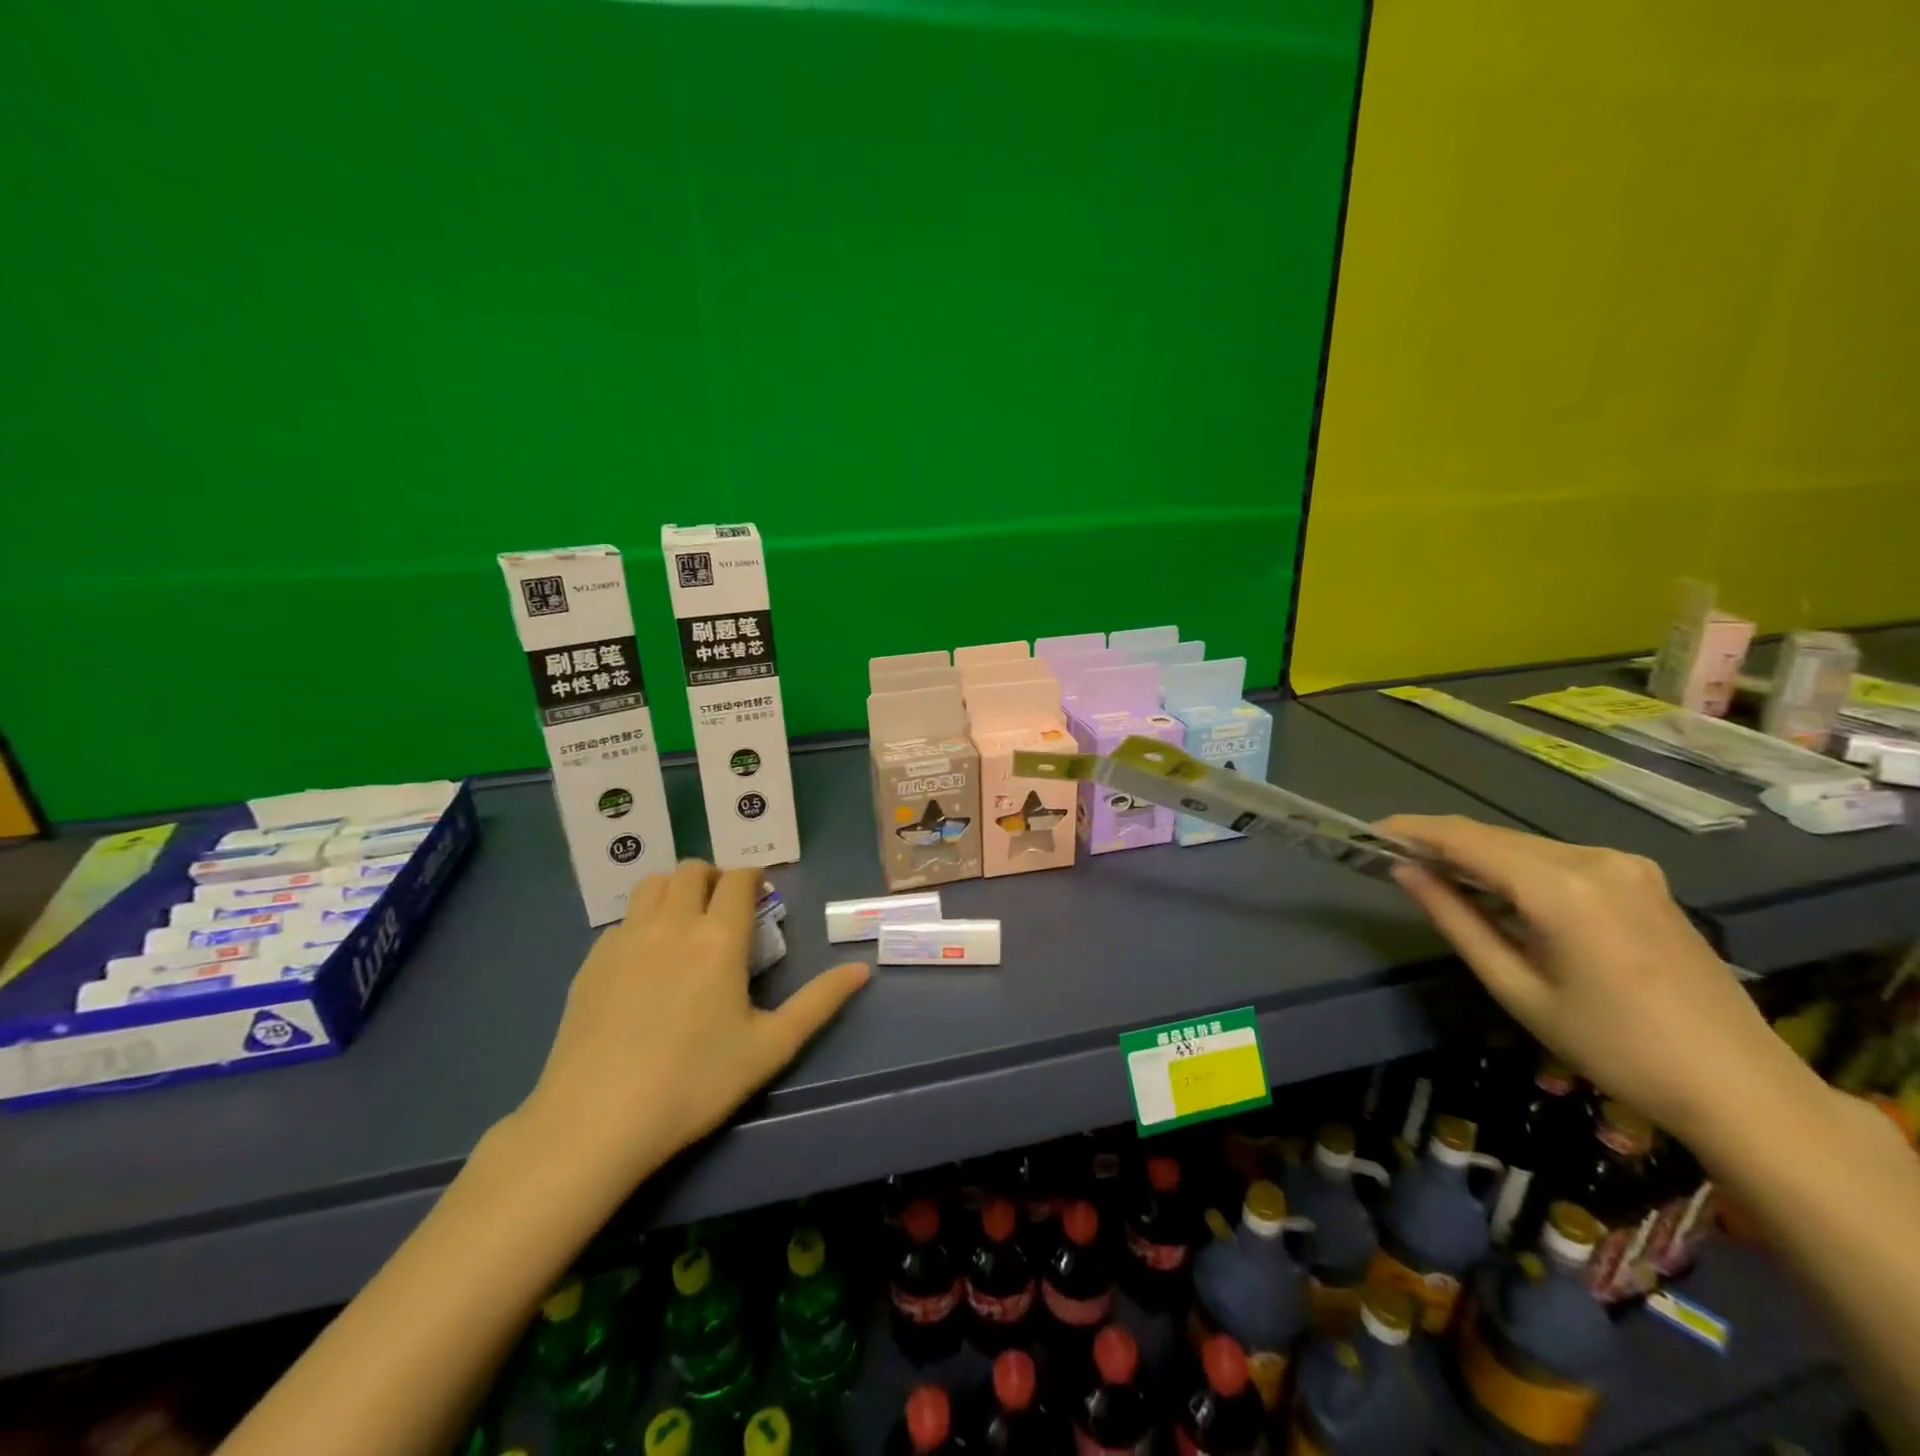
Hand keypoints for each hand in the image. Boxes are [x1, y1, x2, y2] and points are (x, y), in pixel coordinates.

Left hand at [515, 862, 867, 1197]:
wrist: (596, 1121)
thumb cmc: (694, 1083)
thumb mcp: (770, 1047)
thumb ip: (819, 1002)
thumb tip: (862, 969)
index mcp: (719, 938)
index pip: (739, 879)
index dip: (754, 879)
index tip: (761, 897)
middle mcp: (673, 924)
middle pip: (693, 870)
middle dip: (716, 878)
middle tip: (726, 911)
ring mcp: (626, 939)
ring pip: (653, 884)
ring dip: (676, 889)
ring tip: (686, 923)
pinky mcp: (592, 961)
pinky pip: (624, 919)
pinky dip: (643, 921)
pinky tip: (646, 962)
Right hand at [1380, 814, 1796, 1138]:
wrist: (1740, 1085)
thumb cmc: (1613, 1047)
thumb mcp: (1517, 988)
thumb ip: (1456, 921)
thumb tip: (1405, 873)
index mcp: (1562, 889)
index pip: (1468, 840)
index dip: (1415, 830)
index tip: (1372, 831)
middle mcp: (1596, 860)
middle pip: (1496, 837)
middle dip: (1442, 843)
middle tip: (1395, 858)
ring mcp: (1626, 866)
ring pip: (1525, 845)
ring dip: (1479, 855)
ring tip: (1438, 876)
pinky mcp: (1642, 878)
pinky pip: (1557, 858)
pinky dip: (1516, 866)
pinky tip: (1498, 890)